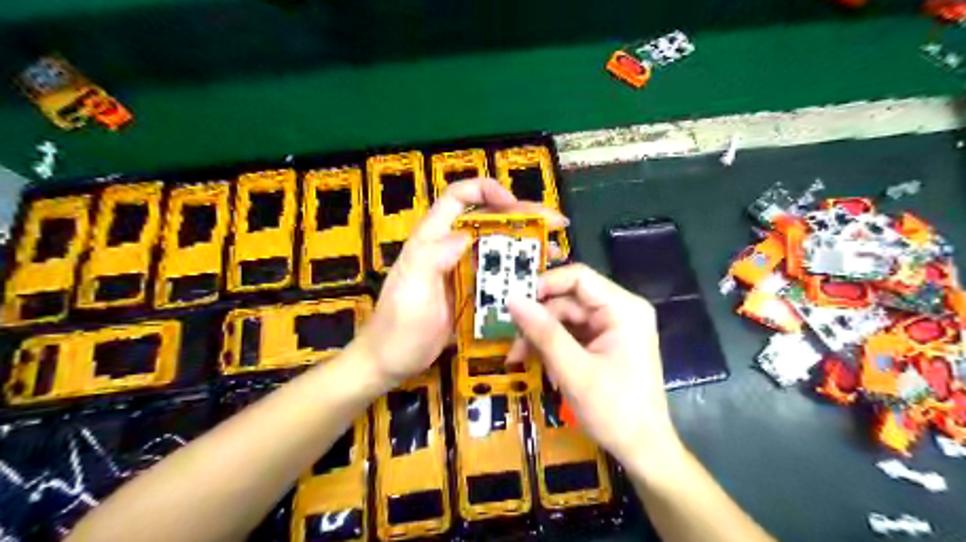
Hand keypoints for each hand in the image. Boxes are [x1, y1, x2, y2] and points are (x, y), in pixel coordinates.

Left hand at [355, 180, 567, 385]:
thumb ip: (433, 256)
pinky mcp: (470, 294)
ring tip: (555, 252)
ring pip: (497, 249)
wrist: (390, 362)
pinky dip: (519, 275)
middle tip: (556, 224)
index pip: (457, 198)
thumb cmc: (398, 325)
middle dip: (522, 217)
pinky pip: (498, 277)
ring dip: (526, 246)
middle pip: (487, 221)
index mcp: (432, 239)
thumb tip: (467, 234)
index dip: (485, 191)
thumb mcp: (411, 287)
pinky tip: (540, 280)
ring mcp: (462, 272)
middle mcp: (449, 249)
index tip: (513, 204)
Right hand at [506, 264, 677, 466]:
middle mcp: (620, 311)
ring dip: (541, 336)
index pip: (579, 278)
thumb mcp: (573, 370)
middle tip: (511, 342)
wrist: (644, 450)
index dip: (544, 285)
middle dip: (538, 320)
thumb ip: (543, 332)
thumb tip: (512, 299)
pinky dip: (553, 347)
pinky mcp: (606, 344)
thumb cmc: (614, 410)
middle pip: (569, 301)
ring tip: (518, 358)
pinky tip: (538, 363)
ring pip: (566, 319)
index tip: (514, 302)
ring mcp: (613, 328)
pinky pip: (573, 335)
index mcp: (623, 309)